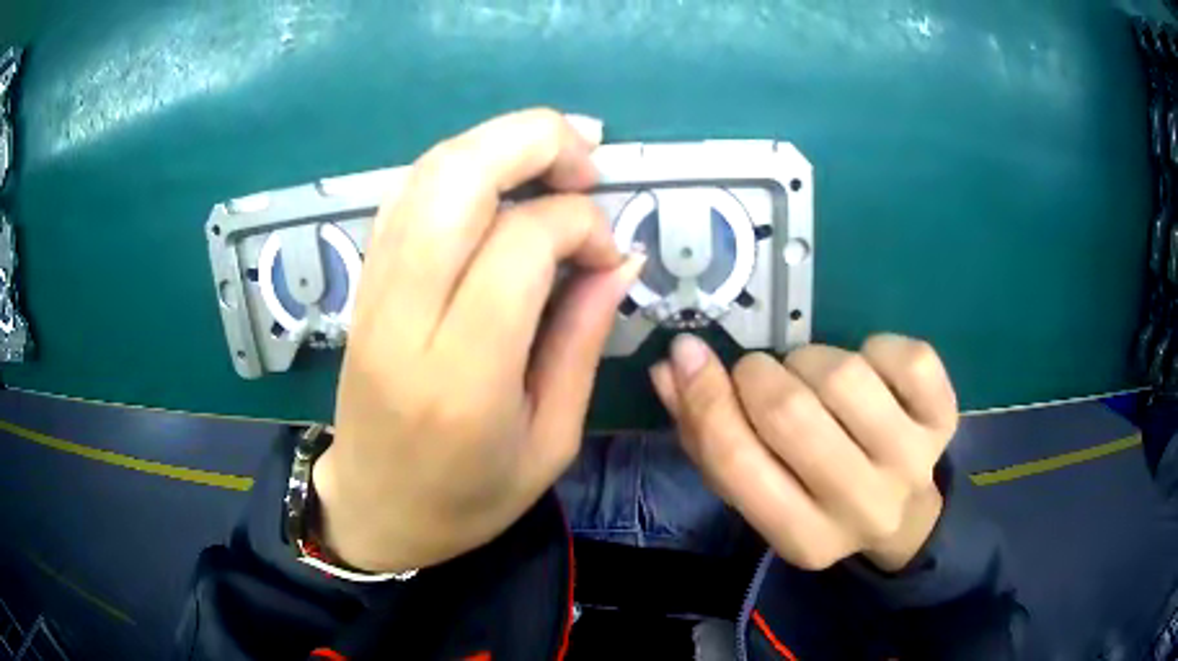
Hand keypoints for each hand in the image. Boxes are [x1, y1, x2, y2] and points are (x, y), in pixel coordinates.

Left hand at [314, 109, 644, 572]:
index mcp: (463, 378)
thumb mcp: (552, 441)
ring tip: (552, 165)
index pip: (519, 243)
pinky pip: (406, 195)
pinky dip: (459, 168)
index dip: (578, 223)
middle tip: (586, 164)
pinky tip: (498, 185)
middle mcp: (406, 320)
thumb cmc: (470, 498)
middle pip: (457, 177)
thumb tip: (619, 258)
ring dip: (497, 144)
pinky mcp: (364, 284)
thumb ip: (582, 341)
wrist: (376, 510)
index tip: (607, 252)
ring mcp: (374, 294)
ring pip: (426, 173)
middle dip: (534, 141)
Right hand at [650, 334, 957, 571]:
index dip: (704, 399)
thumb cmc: (815, 500)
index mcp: (802, 538)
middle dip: (759, 376)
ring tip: (816, 382)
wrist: (900, 516)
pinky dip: (875, 349)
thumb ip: (705, 436)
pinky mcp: (945, 418)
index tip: (687, 354)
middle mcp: (861, 507)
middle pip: (790, 413)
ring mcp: (912, 462)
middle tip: (761, 377)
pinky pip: (903, 355)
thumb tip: (671, 368)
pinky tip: (872, 375)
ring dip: (813, 361)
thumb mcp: (758, 491)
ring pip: (844, 376)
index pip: (737, 464)